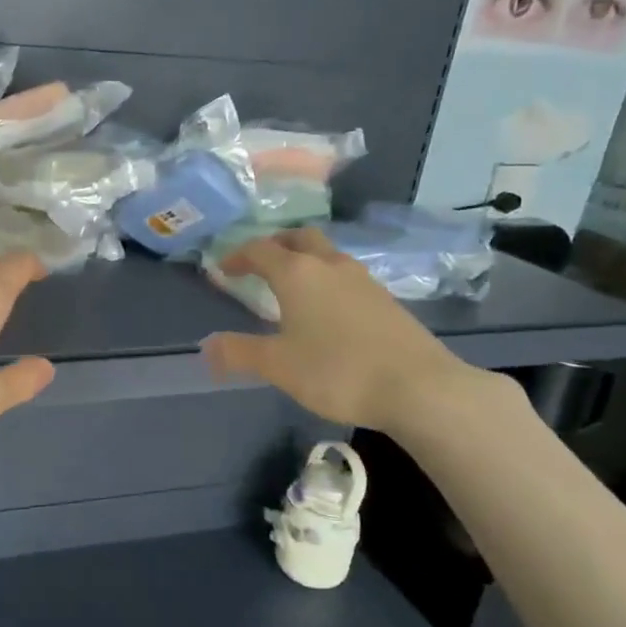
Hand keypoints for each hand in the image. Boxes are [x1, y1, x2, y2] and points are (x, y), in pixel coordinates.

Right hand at [201, 228, 486, 434]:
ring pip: (326, 255)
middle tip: (259, 264)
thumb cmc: (338, 370)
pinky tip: (326, 310)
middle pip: (298, 238)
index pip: (260, 249)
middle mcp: (330, 265)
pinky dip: (326, 280)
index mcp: (298, 273)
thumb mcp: (278, 365)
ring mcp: (363, 280)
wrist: (419, 388)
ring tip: (291, 287)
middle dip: (275, 246)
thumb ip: (239, 353)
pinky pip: (345, 276)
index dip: (237, 256)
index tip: (224, 270)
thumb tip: (206, 346)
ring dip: (304, 261)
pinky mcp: (385, 299)